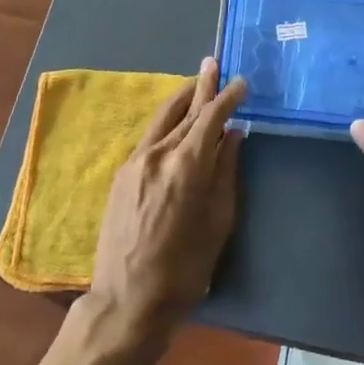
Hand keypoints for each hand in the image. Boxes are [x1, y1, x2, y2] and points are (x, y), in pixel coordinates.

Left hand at [85, 59, 246, 349]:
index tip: (241, 82)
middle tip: (214, 63)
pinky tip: (176, 122)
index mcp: (187, 165)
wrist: (126, 302)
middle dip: (203, 85)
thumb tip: (234, 136)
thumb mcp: (219, 223)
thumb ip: (227, 173)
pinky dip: (167, 121)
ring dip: (182, 98)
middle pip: (185, 109)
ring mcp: (136, 161)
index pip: (211, 116)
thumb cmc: (184, 270)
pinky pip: (150, 136)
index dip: (227, 96)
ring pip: (163, 117)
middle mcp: (159, 152)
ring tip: (197, 82)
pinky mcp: (122, 173)